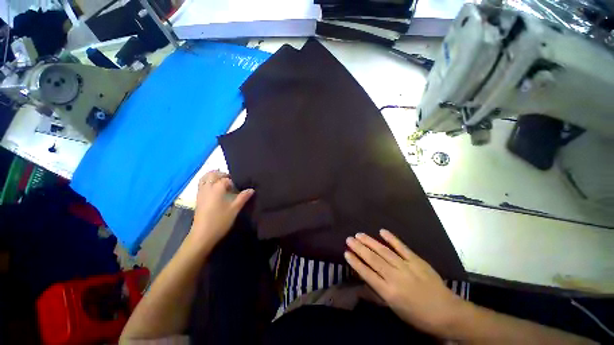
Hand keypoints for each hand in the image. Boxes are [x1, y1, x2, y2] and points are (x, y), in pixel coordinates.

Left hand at [187, 170, 253, 249]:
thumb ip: (243, 197)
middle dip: (222, 174)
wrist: (202, 235)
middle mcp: (207, 187)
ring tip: (222, 182)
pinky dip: (208, 182)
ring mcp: (201, 193)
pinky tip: (215, 190)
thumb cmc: (220, 220)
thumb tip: (251, 189)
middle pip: (212, 174)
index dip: (233, 181)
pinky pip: (202, 184)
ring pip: (204, 178)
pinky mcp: (198, 198)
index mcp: (217, 188)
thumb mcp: (235, 208)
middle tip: (231, 181)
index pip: (226, 179)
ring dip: (213, 177)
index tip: (239, 187)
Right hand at [344, 229, 465, 335]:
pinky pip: (402, 247)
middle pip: (373, 260)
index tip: (346, 253)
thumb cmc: (418, 316)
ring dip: (370, 242)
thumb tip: (362, 283)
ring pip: (384, 251)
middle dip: (359, 248)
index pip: (367, 274)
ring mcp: (406, 267)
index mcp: (389, 292)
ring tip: (359, 234)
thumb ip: (377, 295)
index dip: (355, 263)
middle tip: (349, 239)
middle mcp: (395, 277)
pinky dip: (392, 239)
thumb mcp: (395, 310)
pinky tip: (382, 231)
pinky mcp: (417, 260)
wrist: (447, 312)